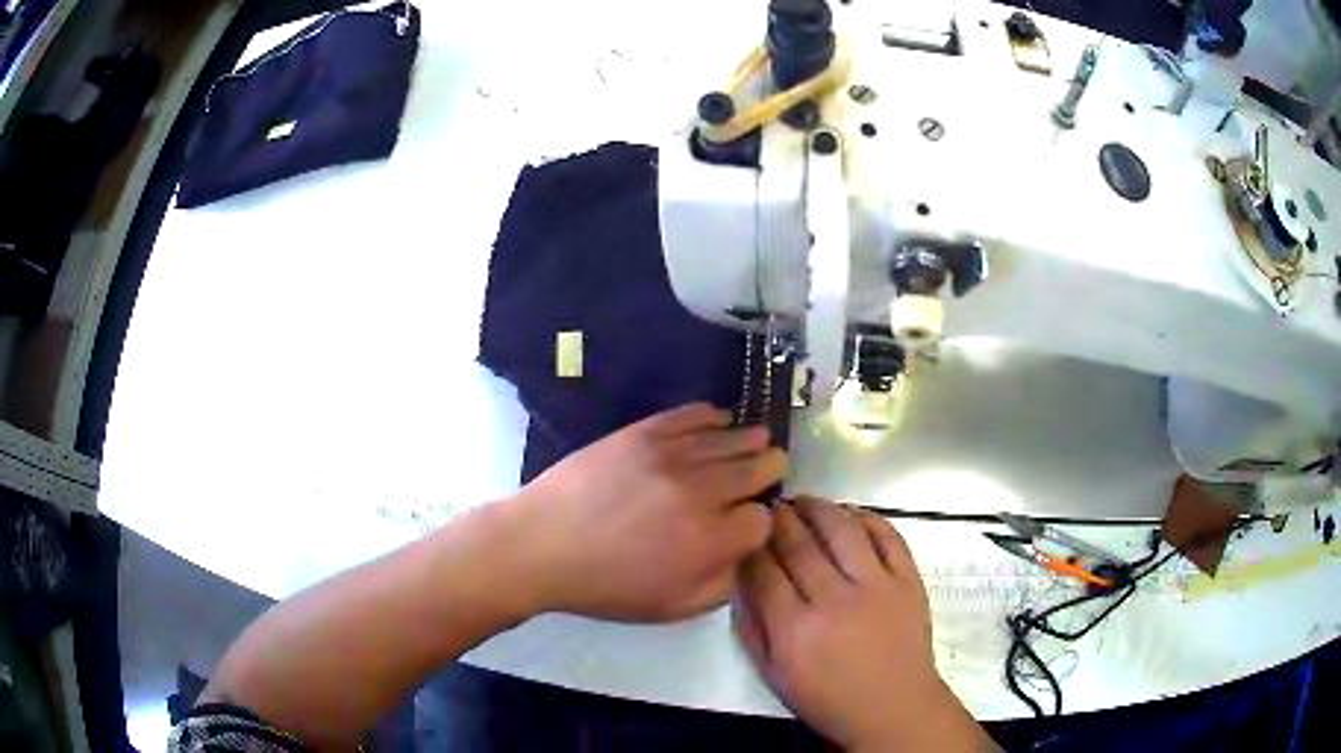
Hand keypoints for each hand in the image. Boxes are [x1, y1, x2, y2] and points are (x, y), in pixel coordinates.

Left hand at [513, 403, 784, 621]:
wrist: (542, 544)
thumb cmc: (605, 586)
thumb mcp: (671, 608)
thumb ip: (721, 585)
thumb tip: (745, 554)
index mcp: (709, 541)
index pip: (762, 519)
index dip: (760, 521)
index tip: (747, 522)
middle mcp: (700, 492)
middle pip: (755, 470)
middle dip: (768, 469)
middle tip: (772, 466)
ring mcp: (671, 456)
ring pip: (729, 439)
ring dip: (749, 440)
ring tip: (758, 439)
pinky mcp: (643, 433)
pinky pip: (690, 415)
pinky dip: (711, 416)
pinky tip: (720, 418)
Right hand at [734, 498, 992, 751]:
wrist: (894, 707)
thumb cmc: (828, 699)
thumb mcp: (774, 676)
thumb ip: (751, 629)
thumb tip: (738, 583)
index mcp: (795, 629)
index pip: (764, 570)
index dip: (750, 544)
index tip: (744, 529)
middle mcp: (834, 600)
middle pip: (799, 544)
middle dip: (778, 519)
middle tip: (769, 505)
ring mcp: (877, 586)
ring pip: (842, 529)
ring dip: (819, 508)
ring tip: (804, 501)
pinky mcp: (908, 580)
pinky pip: (888, 535)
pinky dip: (868, 517)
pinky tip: (851, 513)